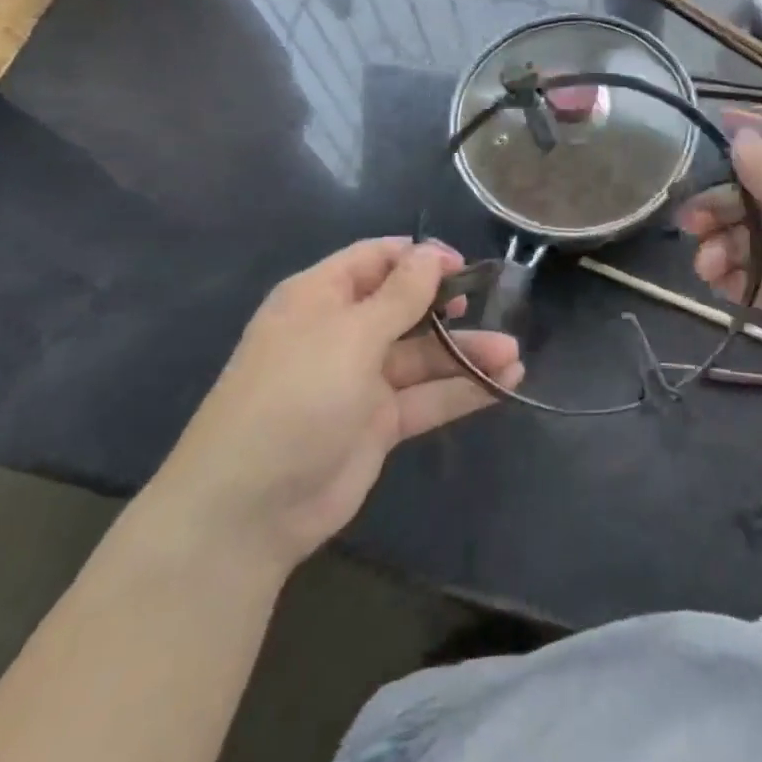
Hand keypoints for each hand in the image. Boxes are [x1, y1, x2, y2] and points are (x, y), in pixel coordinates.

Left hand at [154, 239, 522, 573]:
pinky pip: (426, 398)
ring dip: (466, 351)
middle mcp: (342, 332)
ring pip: (422, 356)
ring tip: (513, 352)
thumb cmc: (296, 396)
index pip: (376, 259)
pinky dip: (462, 390)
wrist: (249, 509)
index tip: (462, 265)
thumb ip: (400, 295)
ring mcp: (360, 380)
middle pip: (405, 306)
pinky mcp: (377, 424)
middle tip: (490, 304)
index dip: (419, 257)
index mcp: (322, 297)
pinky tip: (504, 382)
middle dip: (449, 304)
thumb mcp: (351, 335)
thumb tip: (432, 253)